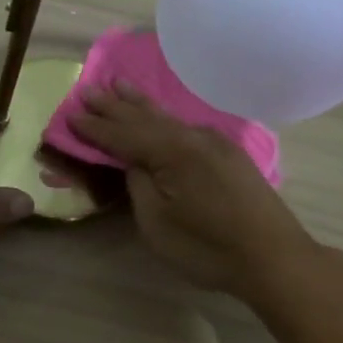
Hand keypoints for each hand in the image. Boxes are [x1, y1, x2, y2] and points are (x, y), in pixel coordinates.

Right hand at [69, 80, 320, 296]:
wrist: (273, 257)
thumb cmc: (207, 247)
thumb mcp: (157, 223)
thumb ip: (140, 185)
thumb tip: (134, 163)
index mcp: (172, 151)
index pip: (123, 134)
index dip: (95, 127)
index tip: (70, 115)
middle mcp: (193, 137)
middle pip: (145, 118)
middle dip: (114, 106)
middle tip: (88, 90)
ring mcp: (215, 143)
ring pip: (168, 118)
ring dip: (140, 104)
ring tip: (120, 85)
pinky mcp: (229, 156)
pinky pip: (185, 127)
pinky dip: (163, 118)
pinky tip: (161, 116)